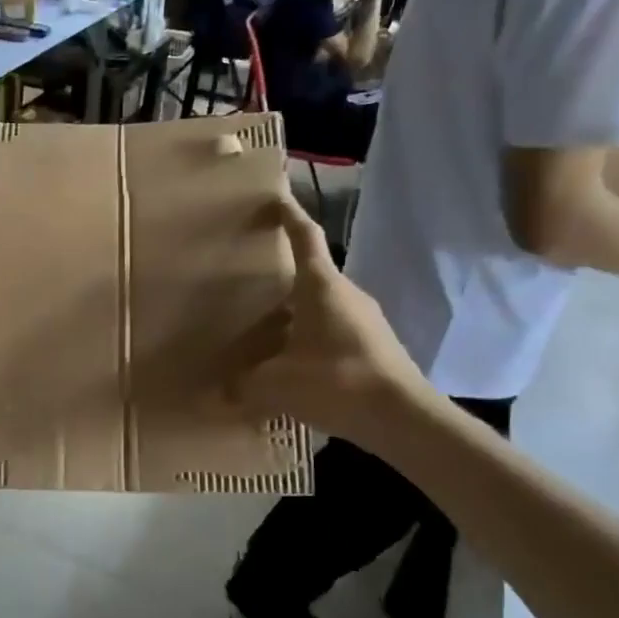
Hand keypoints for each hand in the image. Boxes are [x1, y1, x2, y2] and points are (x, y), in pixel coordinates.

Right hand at [228, 193, 434, 441]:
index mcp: (322, 286)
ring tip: (264, 330)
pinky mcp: (374, 347)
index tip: (274, 198)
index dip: (289, 215)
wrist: (403, 419)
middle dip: (280, 276)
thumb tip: (215, 395)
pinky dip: (309, 340)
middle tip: (248, 282)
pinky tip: (292, 365)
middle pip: (310, 274)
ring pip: (321, 306)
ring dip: (294, 314)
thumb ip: (243, 386)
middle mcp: (346, 294)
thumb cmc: (337, 382)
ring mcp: (365, 321)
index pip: (305, 237)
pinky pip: (332, 332)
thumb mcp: (277, 384)